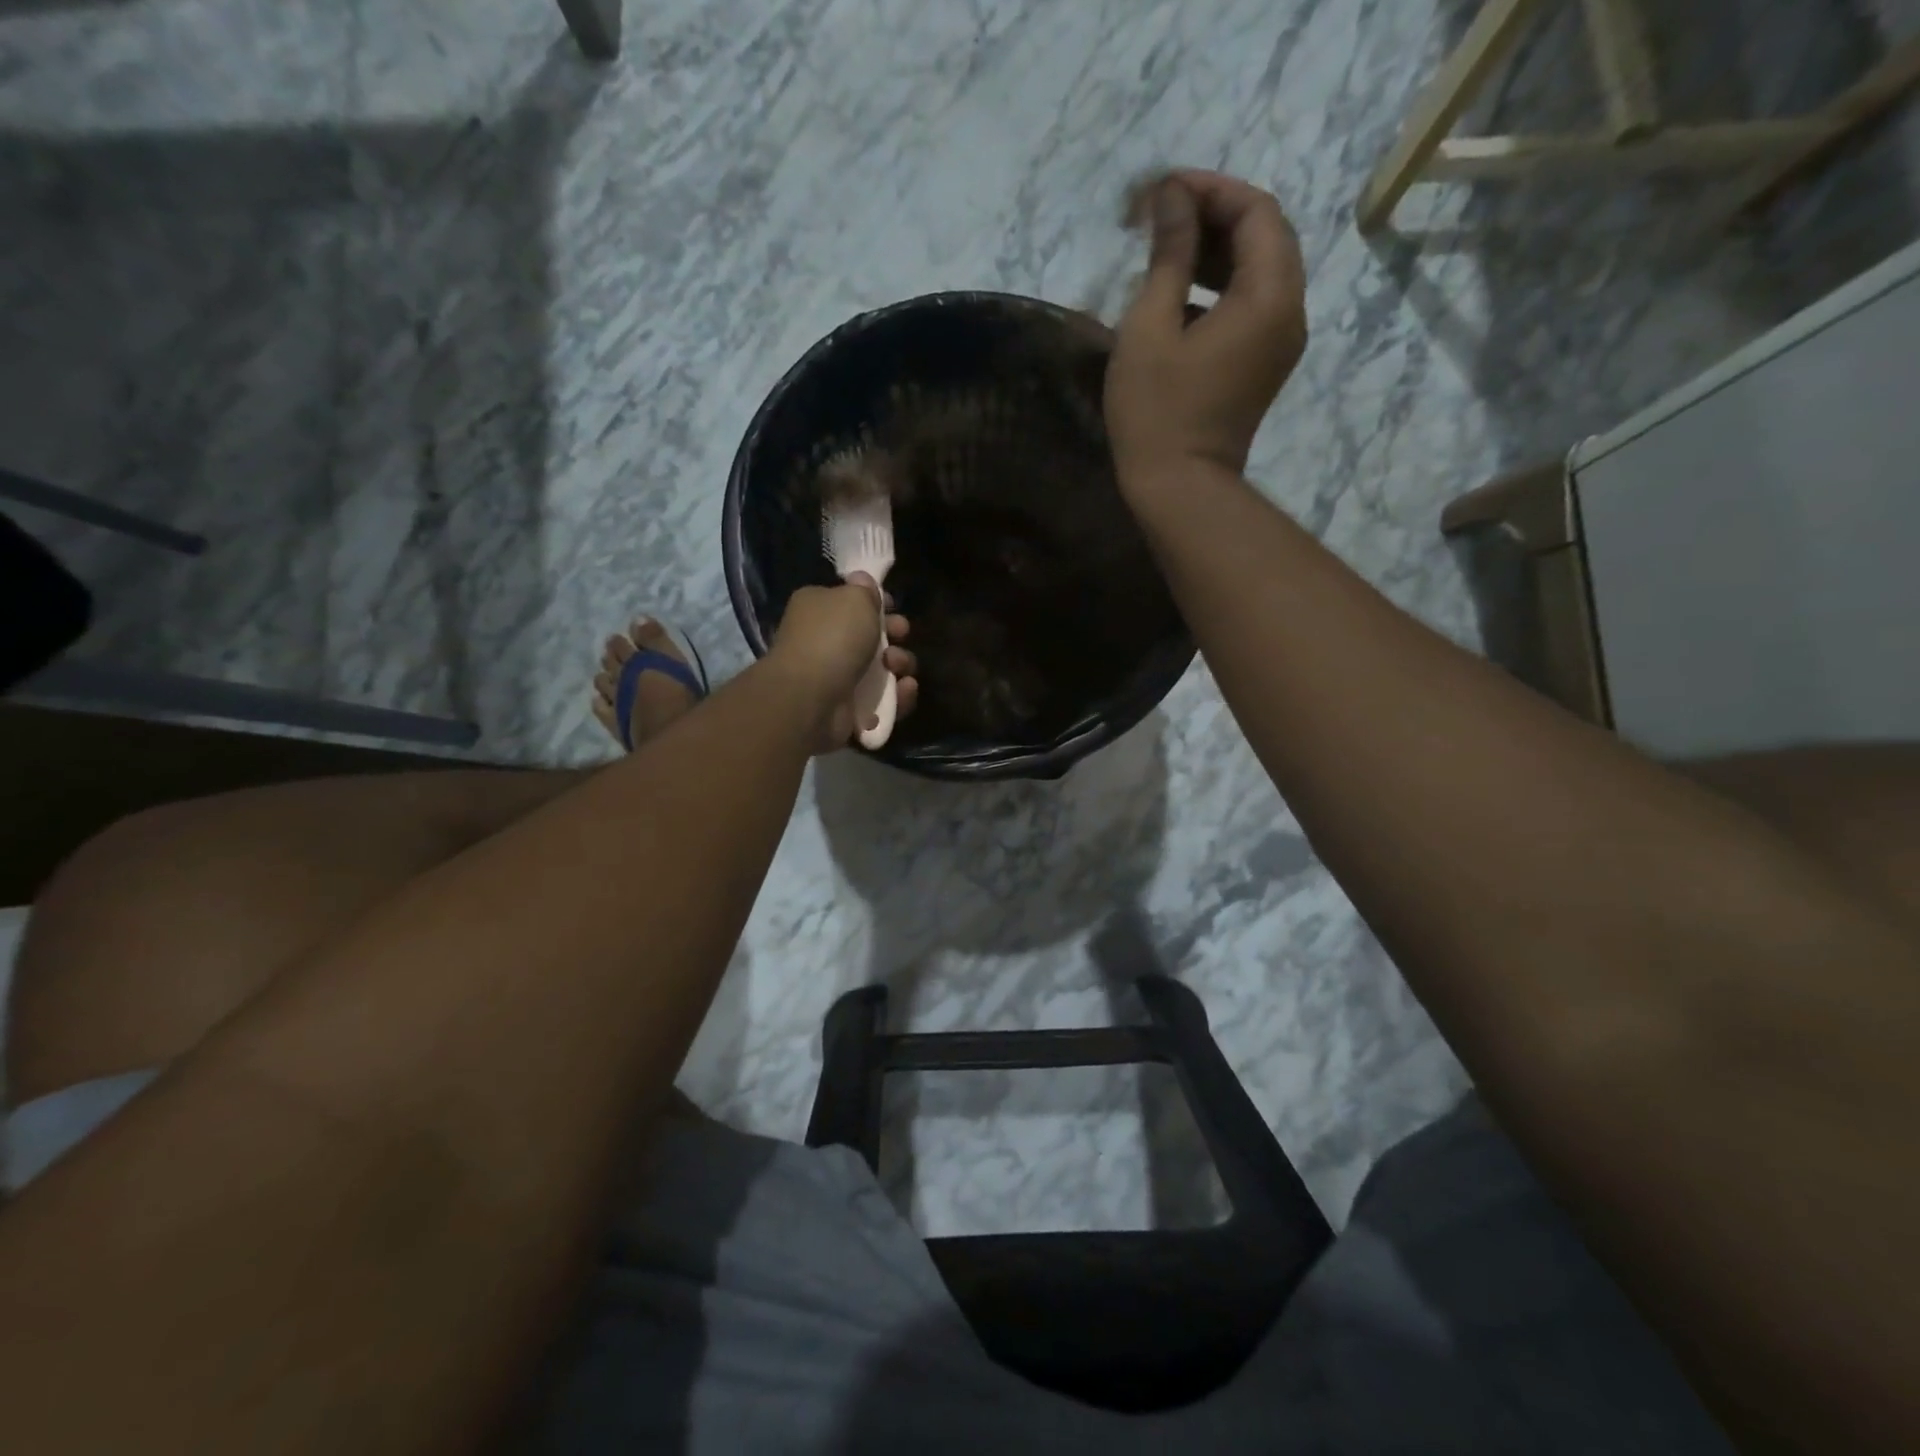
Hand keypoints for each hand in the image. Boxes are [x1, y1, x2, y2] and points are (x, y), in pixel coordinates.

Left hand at [767, 574, 918, 751]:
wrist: (812, 698)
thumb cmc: (833, 638)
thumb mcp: (854, 599)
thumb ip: (865, 590)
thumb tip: (863, 581)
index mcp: (818, 610)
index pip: (850, 602)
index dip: (876, 604)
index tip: (893, 607)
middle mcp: (823, 643)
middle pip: (870, 637)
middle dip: (893, 636)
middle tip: (900, 635)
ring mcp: (835, 679)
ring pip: (880, 671)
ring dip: (899, 665)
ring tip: (897, 667)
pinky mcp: (848, 711)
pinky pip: (883, 702)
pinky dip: (898, 698)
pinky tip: (905, 690)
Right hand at [1106, 170, 1307, 488]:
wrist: (1179, 489)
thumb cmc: (1157, 412)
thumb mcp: (1150, 327)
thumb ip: (1168, 255)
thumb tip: (1172, 197)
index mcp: (1269, 296)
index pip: (1257, 211)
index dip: (1211, 189)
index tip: (1162, 191)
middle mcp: (1290, 310)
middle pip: (1265, 236)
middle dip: (1215, 216)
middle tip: (1161, 218)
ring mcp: (1281, 342)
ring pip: (1260, 271)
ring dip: (1217, 251)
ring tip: (1164, 253)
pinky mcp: (1264, 365)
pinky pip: (1253, 305)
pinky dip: (1221, 287)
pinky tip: (1179, 296)